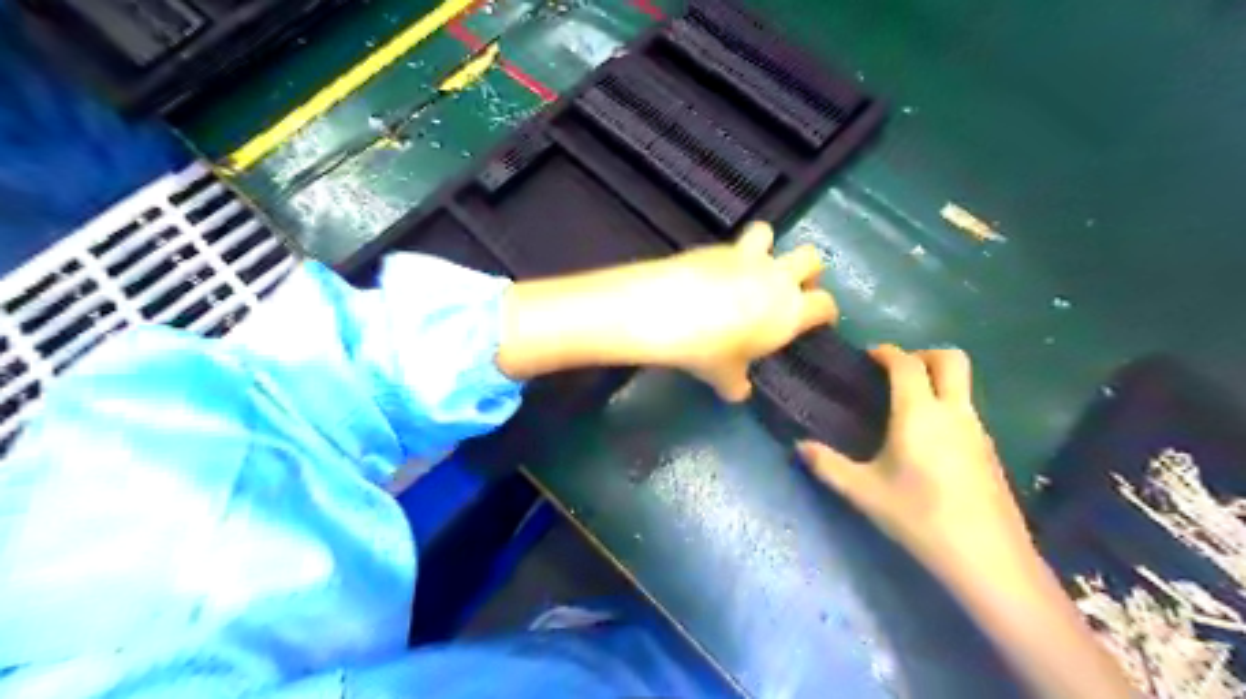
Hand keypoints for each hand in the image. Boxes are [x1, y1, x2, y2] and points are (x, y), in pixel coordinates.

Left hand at [498, 222, 835, 401]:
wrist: (669, 311)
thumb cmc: (709, 350)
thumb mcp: (724, 376)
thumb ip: (737, 383)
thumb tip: (738, 392)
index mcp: (790, 311)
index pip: (825, 305)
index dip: (826, 312)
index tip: (820, 320)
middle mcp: (776, 278)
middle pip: (812, 259)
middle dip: (808, 271)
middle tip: (792, 288)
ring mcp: (747, 257)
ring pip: (771, 233)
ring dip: (768, 246)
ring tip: (753, 265)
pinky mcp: (716, 246)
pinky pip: (732, 244)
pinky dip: (728, 256)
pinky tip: (711, 275)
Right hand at [798, 346, 1135, 697]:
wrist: (988, 557)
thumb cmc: (920, 517)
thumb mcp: (864, 492)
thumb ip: (828, 465)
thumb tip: (799, 446)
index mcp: (919, 413)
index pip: (907, 364)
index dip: (887, 352)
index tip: (869, 355)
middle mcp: (953, 412)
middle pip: (951, 359)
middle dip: (923, 354)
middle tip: (896, 372)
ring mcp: (978, 430)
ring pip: (963, 385)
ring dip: (937, 380)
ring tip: (906, 406)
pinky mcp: (990, 451)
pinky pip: (967, 410)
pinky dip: (947, 406)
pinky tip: (928, 440)